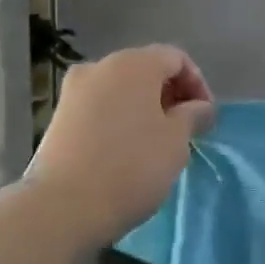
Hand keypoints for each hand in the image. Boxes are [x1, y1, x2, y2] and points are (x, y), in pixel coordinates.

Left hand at [26, 45, 214, 244]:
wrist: (65, 205)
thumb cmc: (132, 167)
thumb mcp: (176, 141)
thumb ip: (193, 115)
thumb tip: (200, 107)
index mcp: (133, 64)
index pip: (175, 58)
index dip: (198, 84)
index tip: (206, 118)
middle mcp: (100, 66)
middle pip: (145, 70)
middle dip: (170, 95)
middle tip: (185, 130)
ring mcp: (74, 91)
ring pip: (120, 90)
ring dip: (144, 109)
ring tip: (157, 143)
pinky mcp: (59, 117)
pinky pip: (100, 108)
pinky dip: (119, 120)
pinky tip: (126, 151)